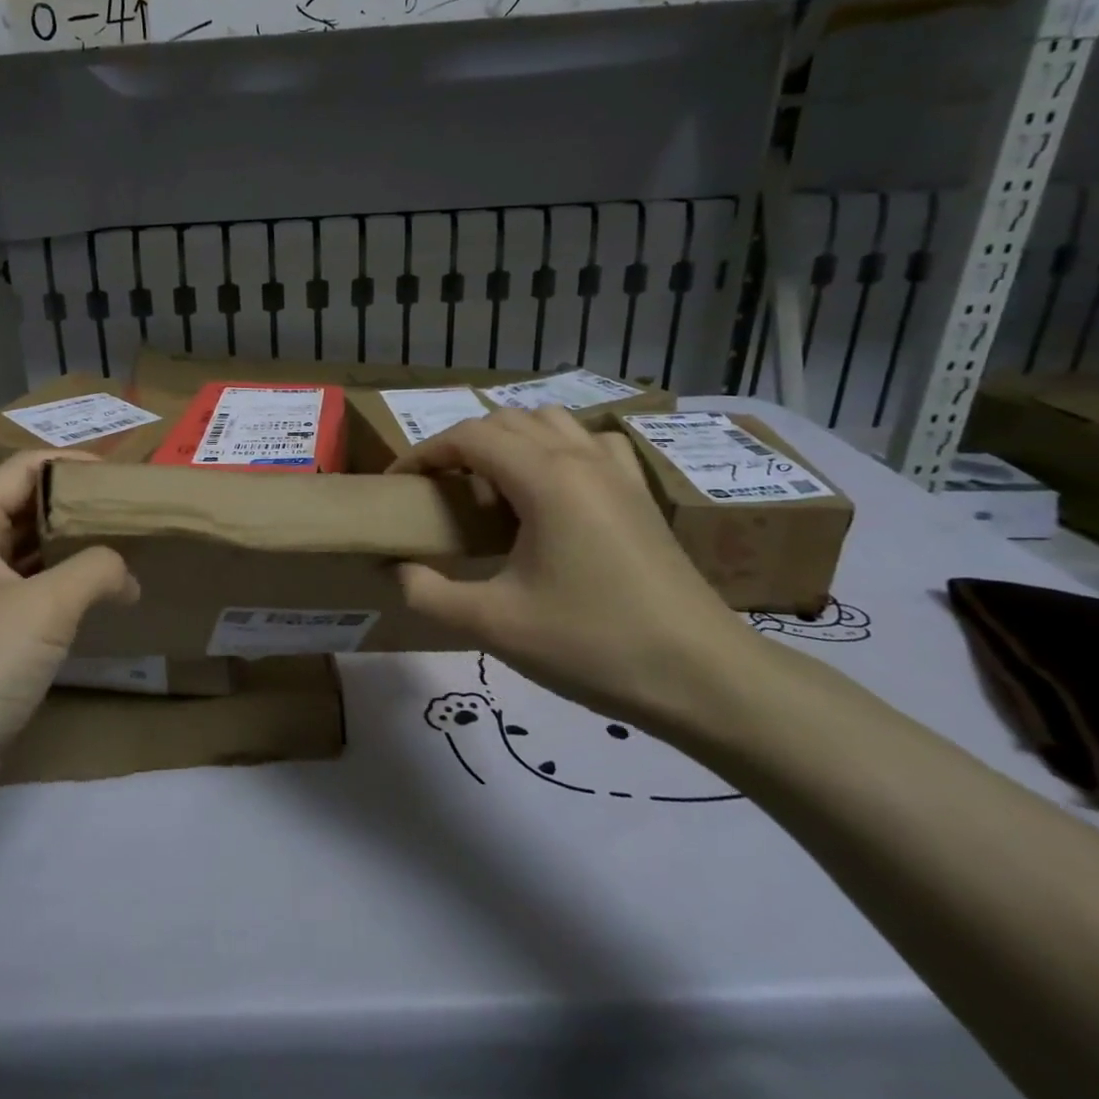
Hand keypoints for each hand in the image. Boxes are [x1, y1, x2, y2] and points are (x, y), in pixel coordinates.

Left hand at [0, 450, 138, 785]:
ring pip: (32, 555)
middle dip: (78, 506)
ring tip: (129, 548)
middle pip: (27, 509)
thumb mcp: (44, 607)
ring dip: (75, 549)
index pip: (22, 470)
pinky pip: (34, 596)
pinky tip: (104, 599)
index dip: (70, 463)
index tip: (122, 476)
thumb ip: (95, 571)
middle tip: (134, 512)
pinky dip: (67, 589)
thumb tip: (127, 574)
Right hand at [389, 407, 754, 735]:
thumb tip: (394, 569)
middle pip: (505, 421)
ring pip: (550, 423)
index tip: (397, 484)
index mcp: (544, 479)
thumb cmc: (592, 645)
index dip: (423, 454)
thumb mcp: (493, 625)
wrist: (704, 678)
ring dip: (508, 440)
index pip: (468, 437)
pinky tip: (552, 489)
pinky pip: (590, 443)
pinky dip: (557, 448)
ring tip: (489, 487)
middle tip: (437, 490)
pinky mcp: (640, 494)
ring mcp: (617, 473)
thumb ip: (428, 592)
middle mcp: (580, 459)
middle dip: (460, 445)